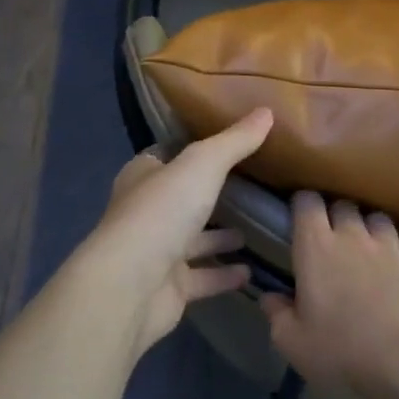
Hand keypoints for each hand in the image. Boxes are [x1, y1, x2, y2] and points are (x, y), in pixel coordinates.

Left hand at [77, 109, 273, 355]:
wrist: (131, 285)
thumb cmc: (161, 212)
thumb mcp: (202, 164)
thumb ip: (235, 141)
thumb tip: (267, 111)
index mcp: (144, 176)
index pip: (168, 156)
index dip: (194, 150)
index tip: (229, 145)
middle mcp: (147, 211)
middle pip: (182, 198)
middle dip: (211, 195)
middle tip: (253, 188)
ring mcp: (156, 252)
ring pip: (193, 240)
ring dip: (220, 237)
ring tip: (258, 228)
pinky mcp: (169, 288)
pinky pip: (203, 277)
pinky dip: (224, 274)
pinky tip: (252, 271)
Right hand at [259, 195, 398, 398]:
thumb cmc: (340, 351)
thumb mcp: (292, 341)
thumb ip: (277, 314)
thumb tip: (269, 297)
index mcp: (316, 247)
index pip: (307, 202)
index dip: (302, 205)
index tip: (298, 221)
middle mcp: (353, 237)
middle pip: (344, 206)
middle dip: (336, 216)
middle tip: (330, 241)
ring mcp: (390, 248)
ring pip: (378, 218)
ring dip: (370, 227)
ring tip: (367, 247)